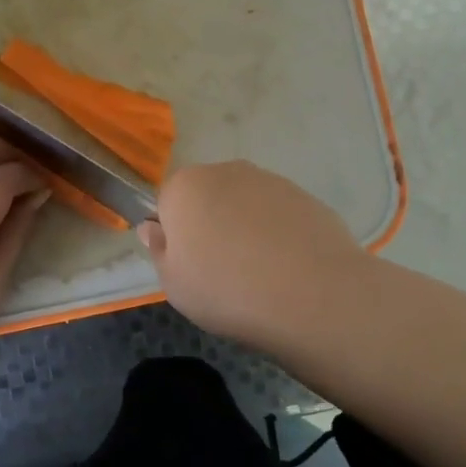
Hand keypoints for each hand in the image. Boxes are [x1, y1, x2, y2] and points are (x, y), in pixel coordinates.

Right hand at [139, 161, 365, 351]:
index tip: (189, 265)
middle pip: (207, 197)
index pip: (167, 203)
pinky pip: (278, 214)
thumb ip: (159, 250)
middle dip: (210, 224)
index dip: (176, 235)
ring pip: (244, 203)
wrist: (313, 295)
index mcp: (184, 187)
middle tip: (222, 270)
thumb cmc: (227, 290)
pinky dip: (278, 233)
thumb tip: (152, 227)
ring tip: (260, 273)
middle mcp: (224, 171)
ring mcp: (268, 180)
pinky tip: (288, 268)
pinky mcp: (304, 196)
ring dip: (245, 227)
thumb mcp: (174, 284)